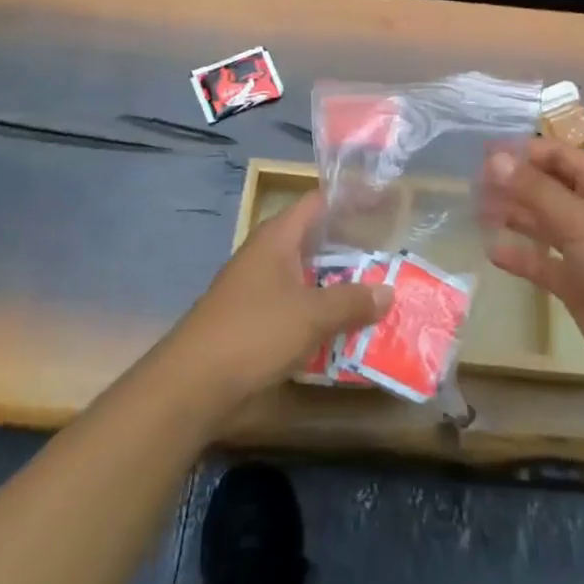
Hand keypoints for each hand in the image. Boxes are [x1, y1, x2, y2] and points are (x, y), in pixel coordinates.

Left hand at [173, 191, 391, 403]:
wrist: (193, 383)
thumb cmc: (254, 332)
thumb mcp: (312, 315)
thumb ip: (352, 301)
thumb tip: (388, 291)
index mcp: (277, 237)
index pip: (317, 202)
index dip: (349, 200)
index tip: (382, 206)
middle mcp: (266, 254)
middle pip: (314, 240)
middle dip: (351, 250)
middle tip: (390, 256)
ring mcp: (257, 287)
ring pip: (306, 276)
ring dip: (337, 285)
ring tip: (377, 292)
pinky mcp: (253, 318)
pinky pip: (295, 304)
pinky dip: (319, 311)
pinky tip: (344, 328)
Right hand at [481, 140, 583, 382]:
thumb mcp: (579, 219)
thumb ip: (534, 189)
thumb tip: (494, 158)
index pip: (558, 156)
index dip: (523, 152)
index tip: (484, 154)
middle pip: (547, 188)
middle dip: (513, 184)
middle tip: (472, 185)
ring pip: (542, 224)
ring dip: (513, 216)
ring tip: (476, 211)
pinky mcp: (576, 283)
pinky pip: (542, 262)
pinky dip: (520, 256)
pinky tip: (492, 252)